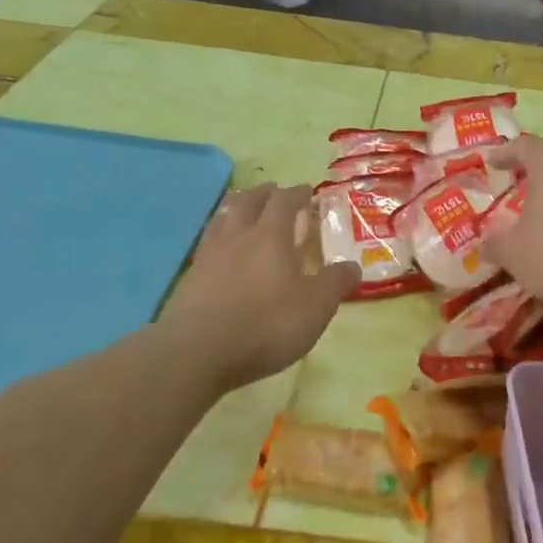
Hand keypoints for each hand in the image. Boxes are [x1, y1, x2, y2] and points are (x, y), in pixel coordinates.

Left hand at [161, 184, 360, 391]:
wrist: (199, 352)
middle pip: (248, 202)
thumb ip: (335, 283)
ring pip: (222, 219)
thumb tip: (353, 266)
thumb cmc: (266, 324)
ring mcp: (209, 256)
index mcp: (270, 237)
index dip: (297, 193)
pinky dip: (218, 236)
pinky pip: (207, 244)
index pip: (284, 202)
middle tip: (274, 192)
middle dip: (264, 193)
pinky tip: (220, 249)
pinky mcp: (190, 279)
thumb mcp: (315, 306)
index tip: (307, 191)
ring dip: (236, 208)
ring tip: (243, 209)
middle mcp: (237, 237)